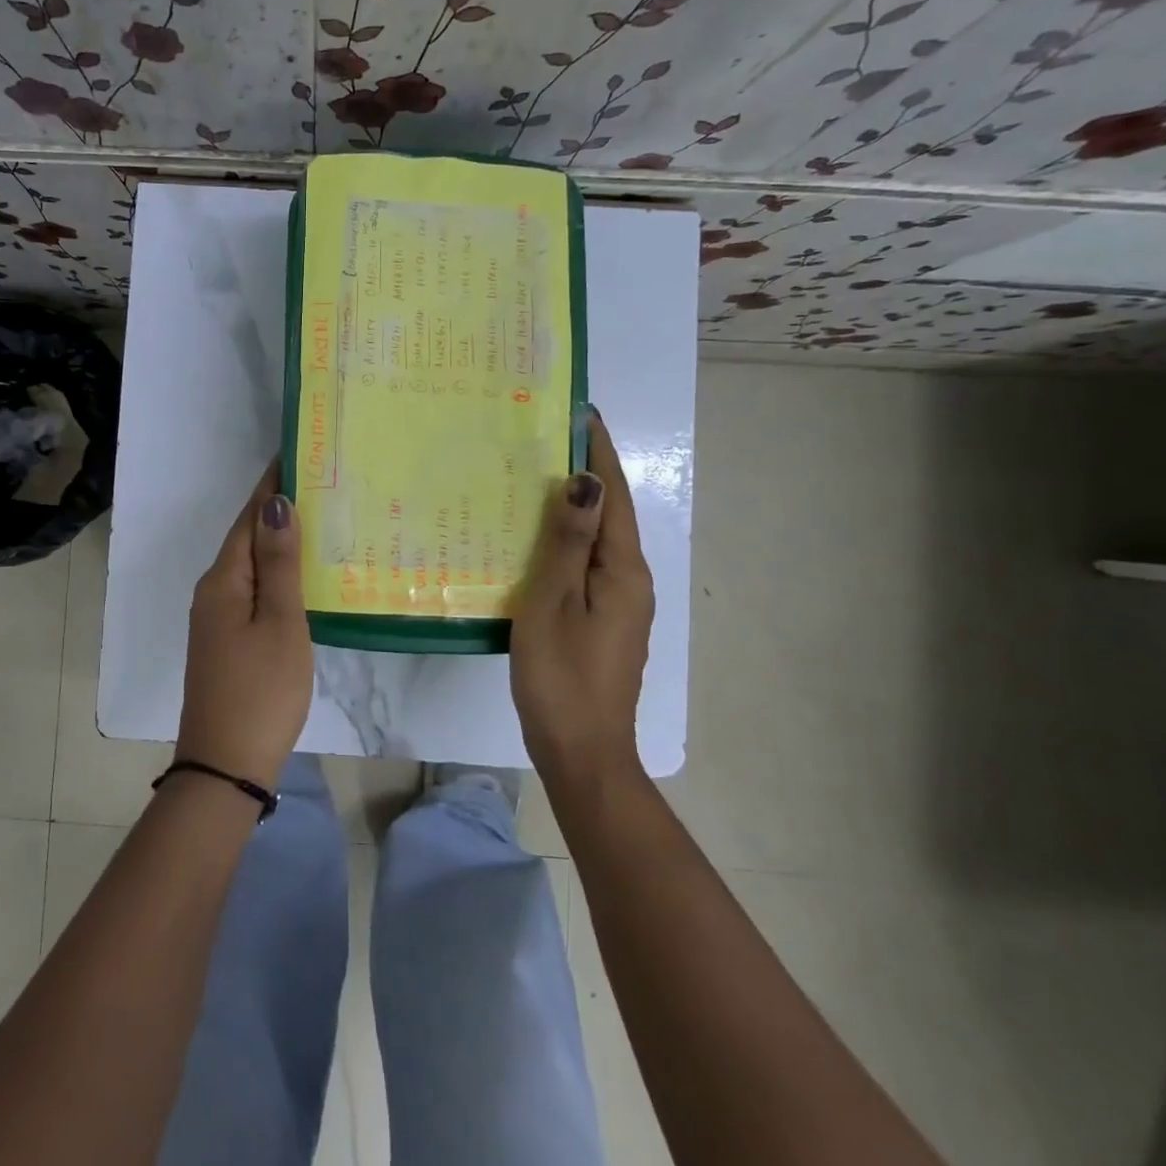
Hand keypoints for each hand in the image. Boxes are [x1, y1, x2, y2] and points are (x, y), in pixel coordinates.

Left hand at [177, 461, 313, 787]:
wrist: (226, 766)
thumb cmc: (261, 691)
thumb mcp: (279, 623)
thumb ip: (278, 564)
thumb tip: (275, 503)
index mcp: (224, 580)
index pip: (250, 516)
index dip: (272, 485)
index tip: (299, 454)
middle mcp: (214, 591)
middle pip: (247, 537)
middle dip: (279, 508)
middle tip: (323, 483)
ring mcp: (217, 618)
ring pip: (251, 565)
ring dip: (280, 541)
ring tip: (322, 520)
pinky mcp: (227, 640)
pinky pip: (253, 590)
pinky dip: (277, 573)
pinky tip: (302, 575)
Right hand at [510, 411, 655, 784]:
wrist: (582, 754)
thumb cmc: (561, 676)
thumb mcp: (554, 603)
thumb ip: (568, 542)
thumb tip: (585, 481)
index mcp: (623, 571)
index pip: (614, 496)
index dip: (599, 452)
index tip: (582, 411)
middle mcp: (630, 581)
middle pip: (610, 514)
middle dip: (586, 473)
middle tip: (548, 438)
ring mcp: (619, 604)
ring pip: (597, 540)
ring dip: (574, 506)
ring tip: (536, 478)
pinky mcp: (603, 622)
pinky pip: (586, 564)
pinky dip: (566, 540)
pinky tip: (536, 540)